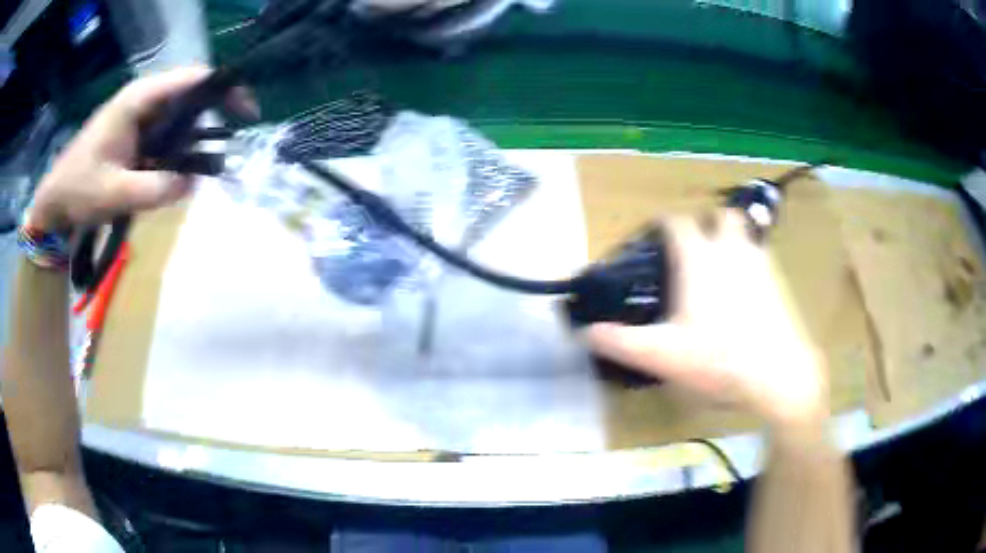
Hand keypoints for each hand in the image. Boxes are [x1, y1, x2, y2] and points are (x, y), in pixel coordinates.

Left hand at [30, 66, 258, 229]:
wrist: (55, 202)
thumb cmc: (78, 190)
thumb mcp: (114, 193)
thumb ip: (154, 189)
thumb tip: (193, 183)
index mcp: (139, 99)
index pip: (192, 79)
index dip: (224, 90)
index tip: (246, 114)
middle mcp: (144, 99)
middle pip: (190, 95)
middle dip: (211, 119)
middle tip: (222, 153)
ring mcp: (139, 116)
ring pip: (179, 117)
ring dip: (192, 140)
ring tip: (196, 171)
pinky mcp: (136, 133)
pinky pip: (166, 134)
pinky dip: (177, 151)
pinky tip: (176, 173)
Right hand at [583, 211, 827, 427]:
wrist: (778, 375)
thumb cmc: (718, 360)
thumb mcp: (662, 356)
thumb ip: (621, 342)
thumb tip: (584, 332)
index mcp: (699, 260)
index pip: (678, 222)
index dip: (664, 223)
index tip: (655, 235)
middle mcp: (731, 251)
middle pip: (721, 216)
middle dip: (707, 223)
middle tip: (695, 247)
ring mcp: (759, 264)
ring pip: (745, 233)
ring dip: (732, 238)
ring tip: (721, 265)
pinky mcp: (779, 282)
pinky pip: (762, 257)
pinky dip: (751, 261)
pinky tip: (747, 290)